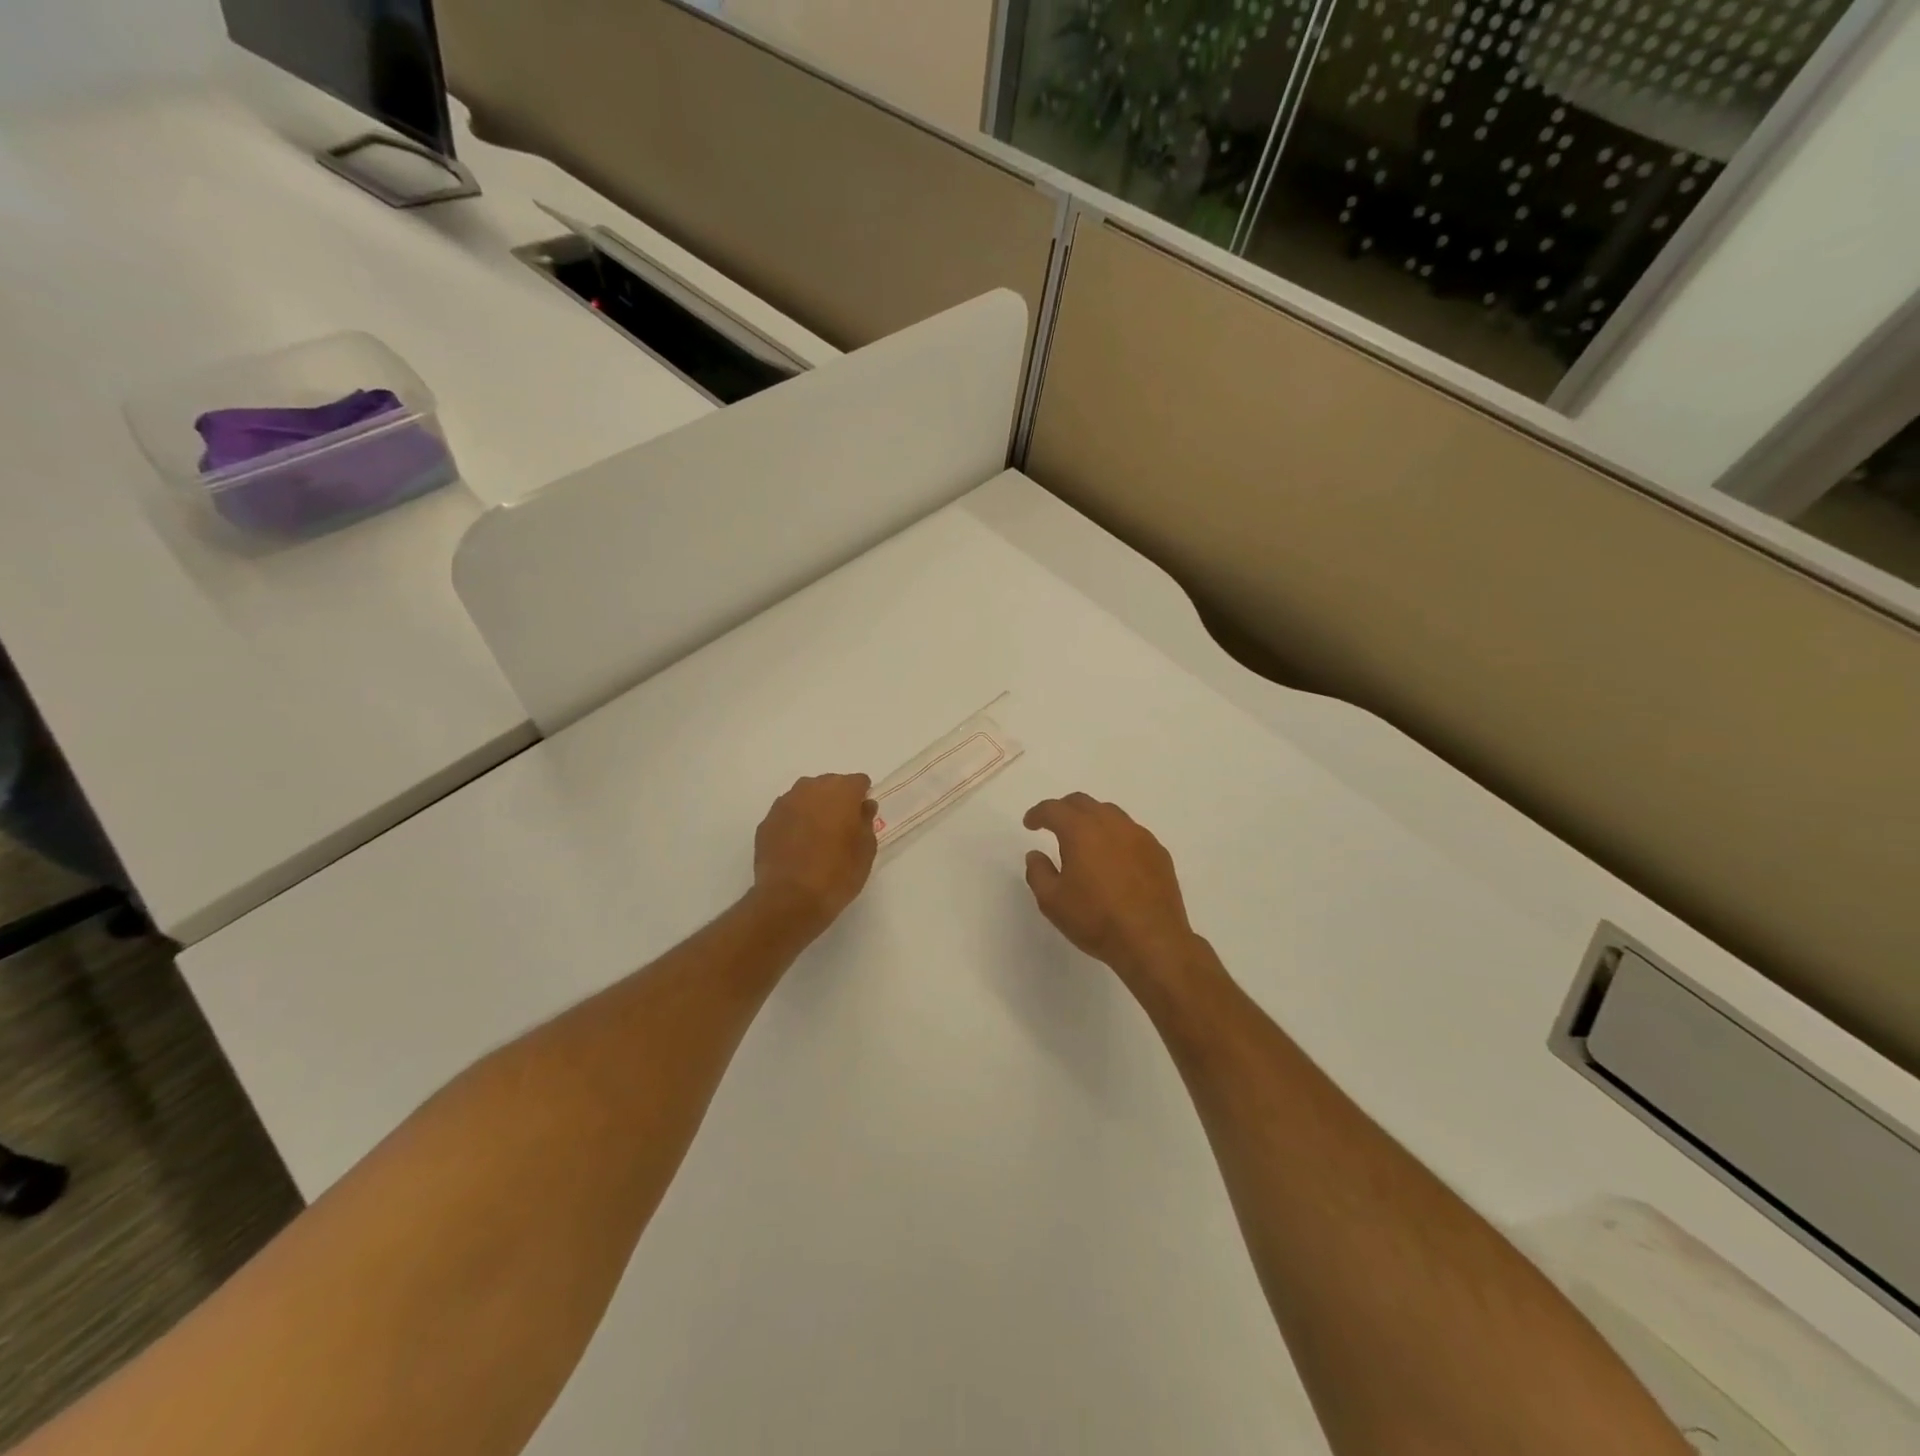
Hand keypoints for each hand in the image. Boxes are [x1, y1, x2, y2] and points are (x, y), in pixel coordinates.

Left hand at [752, 774, 878, 935]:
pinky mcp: (766, 821)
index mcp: (841, 791)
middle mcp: (811, 788)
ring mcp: (785, 803)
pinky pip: (787, 814)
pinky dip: (794, 823)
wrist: (790, 899)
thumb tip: (863, 806)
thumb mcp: (866, 850)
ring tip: (817, 836)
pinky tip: (797, 846)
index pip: (858, 782)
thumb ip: (866, 821)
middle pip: (830, 784)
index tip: (862, 817)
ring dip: (814, 809)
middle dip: (837, 800)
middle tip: (841, 828)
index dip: (862, 797)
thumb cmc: (837, 873)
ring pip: (806, 796)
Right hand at [1023, 794, 1199, 982]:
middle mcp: (1111, 824)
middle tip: (1053, 825)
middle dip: (1064, 809)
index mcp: (1081, 831)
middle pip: (1083, 803)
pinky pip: (1131, 832)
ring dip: (1092, 819)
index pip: (1054, 809)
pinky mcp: (1158, 852)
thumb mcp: (1052, 901)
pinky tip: (1113, 858)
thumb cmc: (1096, 920)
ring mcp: (1139, 836)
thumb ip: (1038, 872)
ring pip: (1110, 813)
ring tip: (1085, 841)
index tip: (1030, 823)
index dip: (1038, 813)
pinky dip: (1115, 836)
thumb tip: (1036, 855)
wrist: (1152, 941)